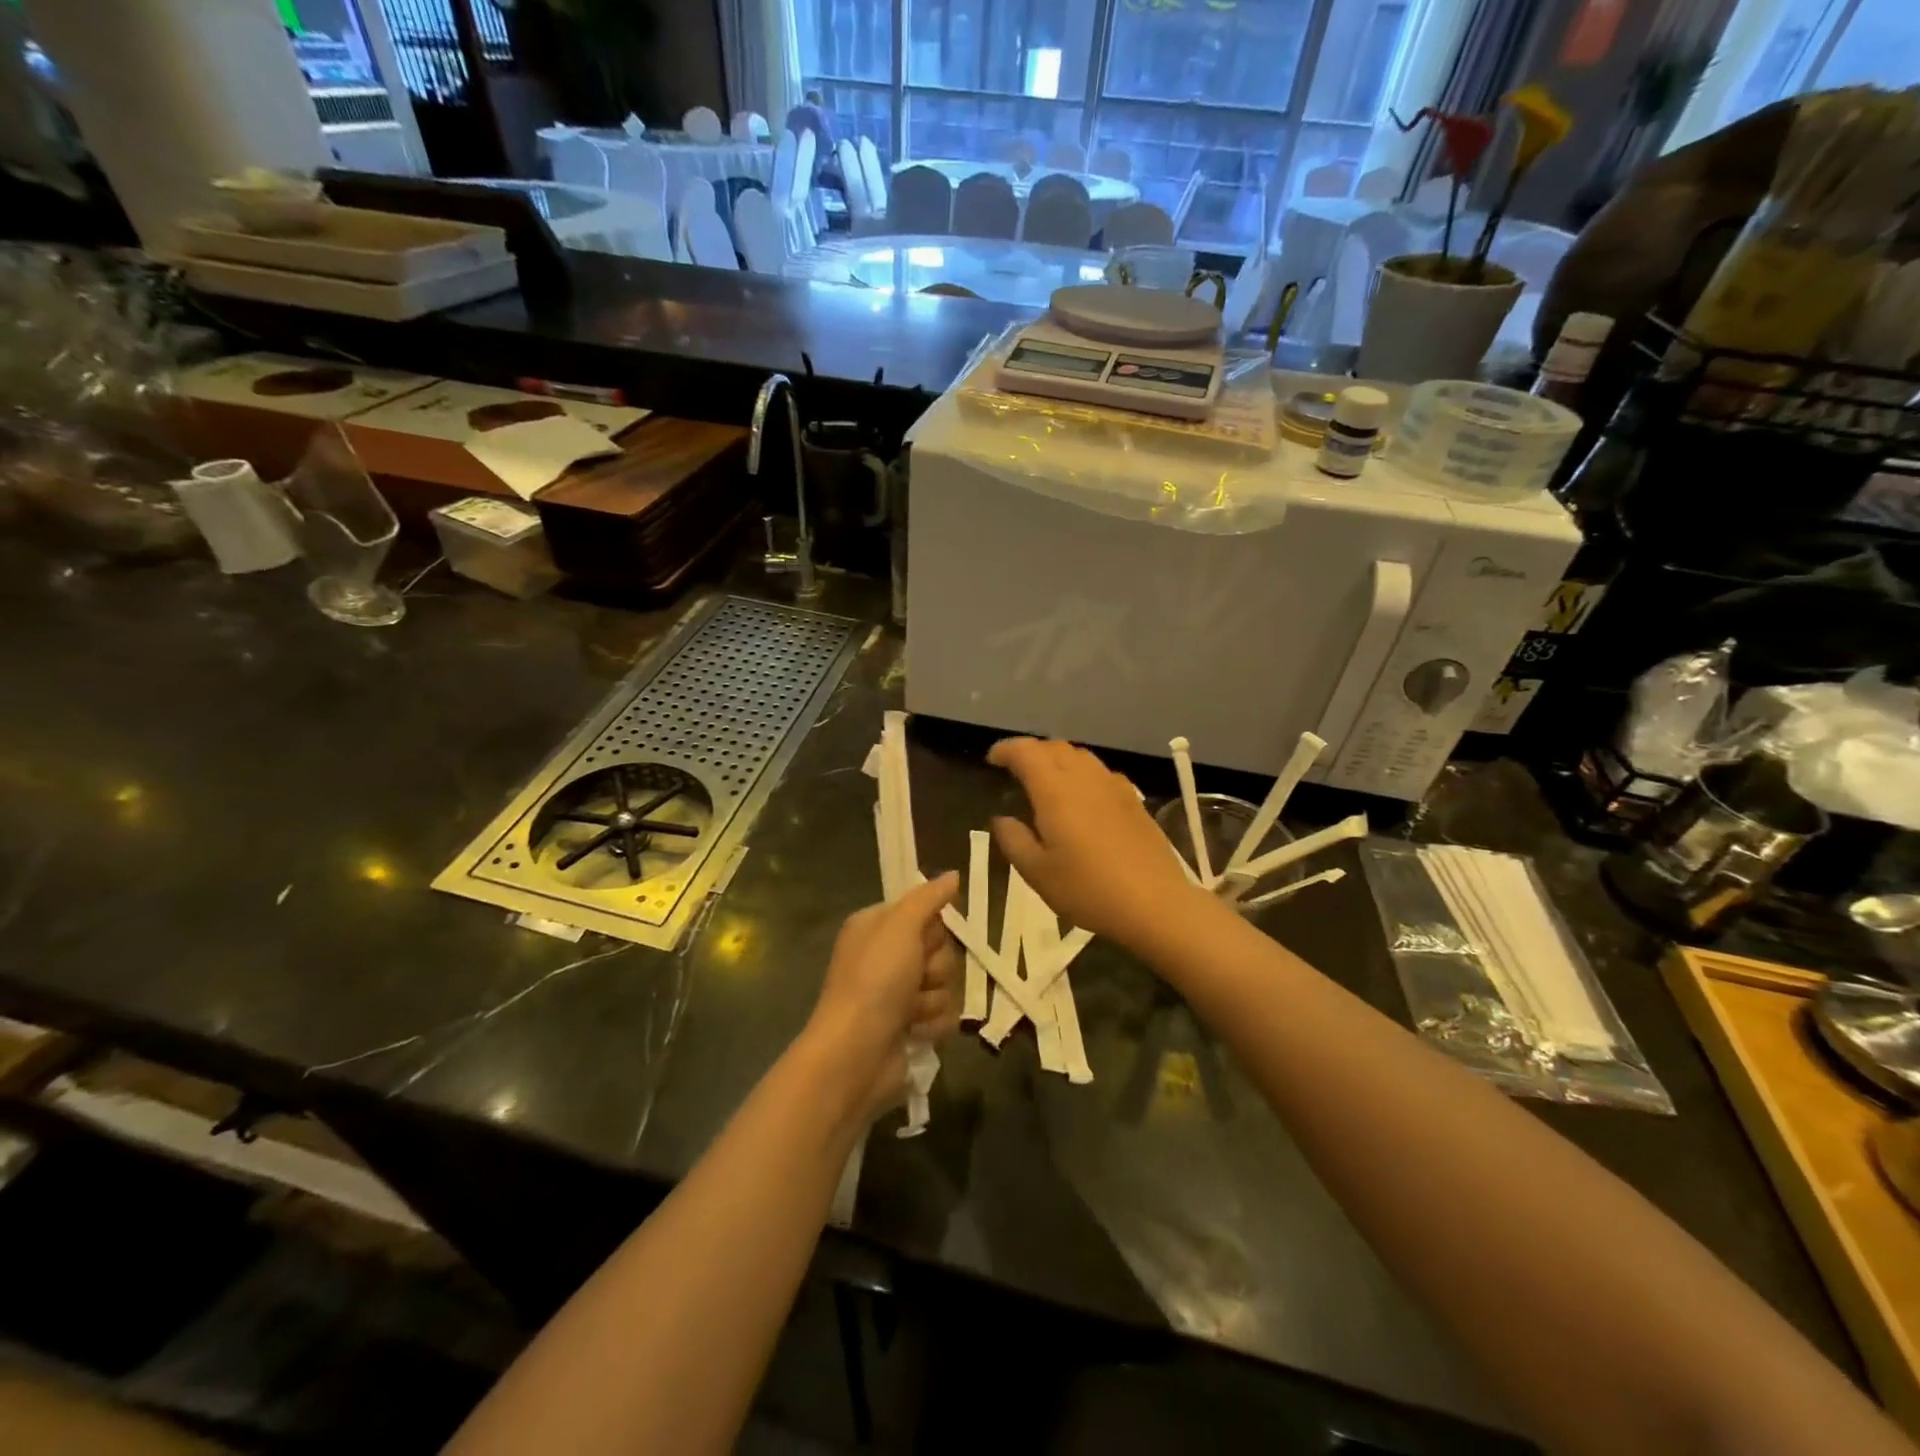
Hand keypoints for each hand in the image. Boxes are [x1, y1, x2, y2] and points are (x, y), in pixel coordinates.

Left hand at [803, 872, 962, 1121]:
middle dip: (935, 967)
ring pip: (946, 985)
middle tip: (916, 977)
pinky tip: (913, 1033)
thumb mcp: (900, 927)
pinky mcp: (910, 1028)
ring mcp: (898, 995)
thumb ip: (928, 898)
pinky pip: (944, 1016)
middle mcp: (886, 958)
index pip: (924, 913)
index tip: (925, 938)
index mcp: (876, 928)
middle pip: (940, 950)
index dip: (931, 928)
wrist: (855, 1053)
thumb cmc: (874, 981)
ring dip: (933, 999)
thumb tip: (953, 874)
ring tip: (910, 1012)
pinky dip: (933, 1025)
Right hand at [988, 737, 1212, 953]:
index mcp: (1056, 791)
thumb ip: (1014, 840)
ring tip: (1045, 779)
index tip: (992, 760)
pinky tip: (1081, 796)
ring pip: (1080, 755)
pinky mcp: (1133, 799)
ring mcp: (1114, 786)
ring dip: (1057, 758)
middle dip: (1030, 751)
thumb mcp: (1038, 873)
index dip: (1006, 749)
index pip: (1026, 752)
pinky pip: (1100, 771)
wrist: (1155, 903)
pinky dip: (1081, 772)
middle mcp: (1085, 778)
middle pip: (1054, 747)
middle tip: (1015, 769)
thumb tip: (1002, 819)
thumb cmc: (1089, 890)